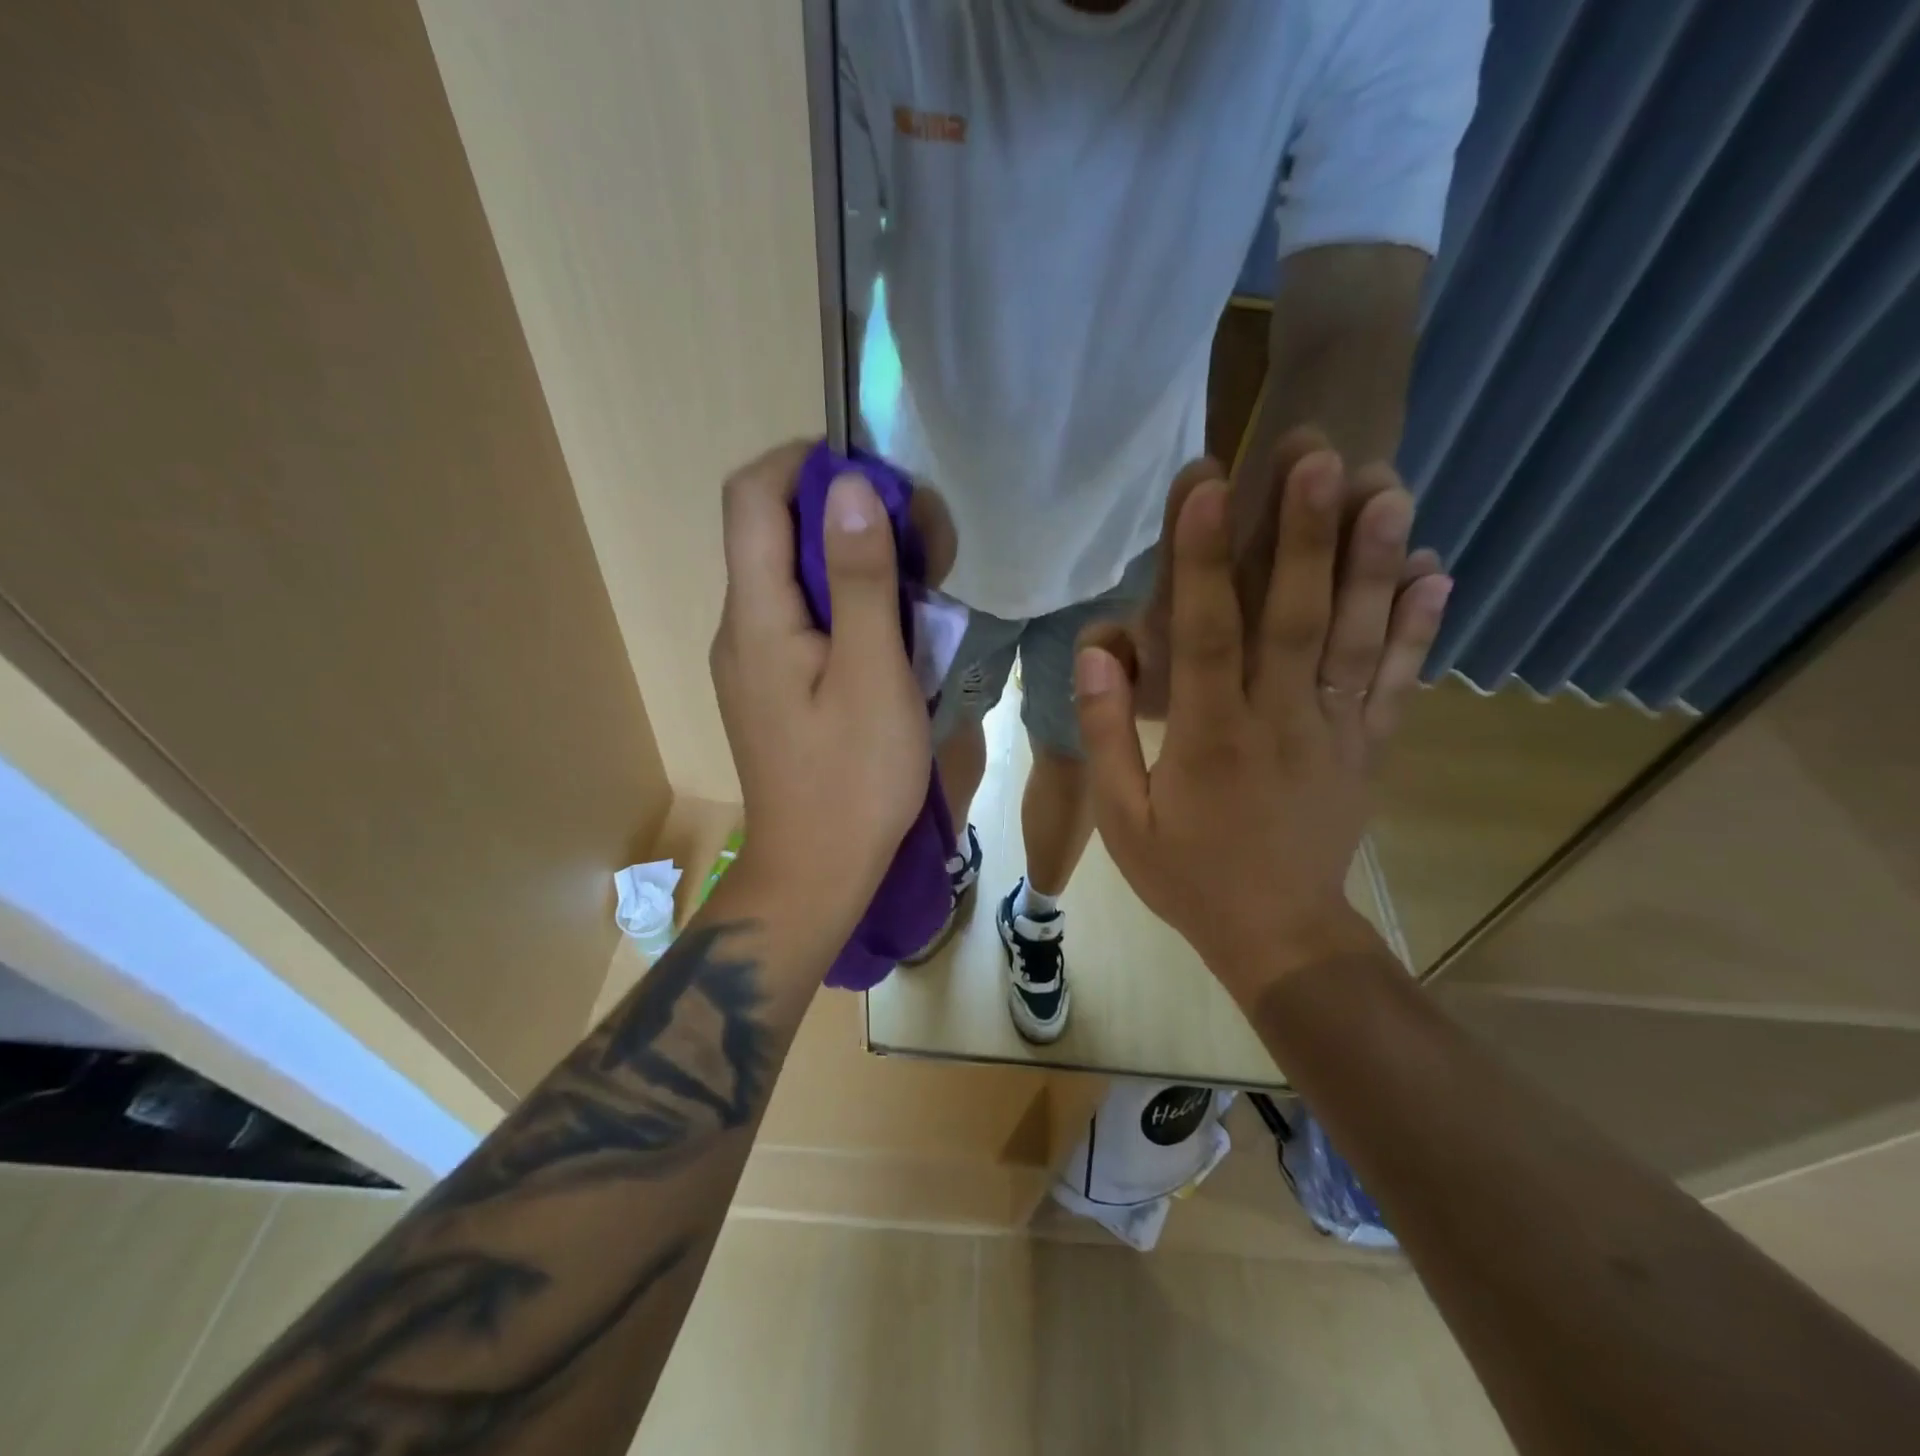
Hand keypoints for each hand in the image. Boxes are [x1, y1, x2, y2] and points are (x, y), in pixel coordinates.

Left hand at [709, 442, 930, 932]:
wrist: (817, 871)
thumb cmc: (853, 779)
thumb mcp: (872, 675)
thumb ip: (860, 580)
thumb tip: (849, 487)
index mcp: (755, 617)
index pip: (752, 497)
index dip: (805, 464)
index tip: (875, 478)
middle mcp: (740, 627)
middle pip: (772, 531)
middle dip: (842, 514)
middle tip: (916, 541)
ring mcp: (753, 659)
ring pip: (791, 575)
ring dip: (849, 560)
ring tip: (916, 586)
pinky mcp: (773, 685)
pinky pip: (801, 617)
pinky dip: (844, 602)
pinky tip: (890, 632)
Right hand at [1074, 449, 1449, 991]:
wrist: (1279, 936)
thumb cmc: (1190, 875)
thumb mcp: (1124, 818)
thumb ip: (1108, 733)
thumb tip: (1100, 650)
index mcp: (1210, 738)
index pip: (1205, 635)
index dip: (1201, 557)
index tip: (1205, 484)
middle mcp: (1280, 721)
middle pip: (1293, 616)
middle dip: (1303, 531)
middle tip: (1318, 452)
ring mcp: (1335, 732)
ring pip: (1355, 637)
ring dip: (1371, 560)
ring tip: (1389, 485)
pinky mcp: (1369, 747)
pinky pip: (1396, 680)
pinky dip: (1418, 626)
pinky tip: (1435, 570)